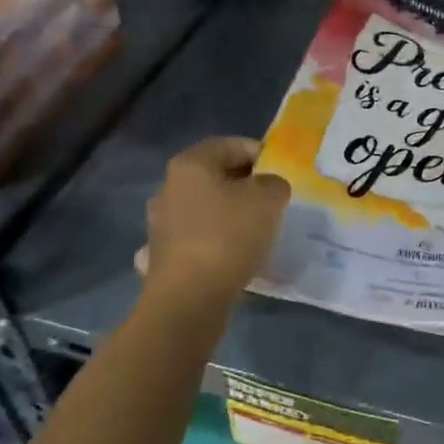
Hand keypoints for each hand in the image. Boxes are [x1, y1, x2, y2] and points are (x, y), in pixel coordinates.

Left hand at [143, 137, 290, 304]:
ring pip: (206, 208)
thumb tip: (268, 188)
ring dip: (230, 214)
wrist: (189, 298)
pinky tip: (234, 255)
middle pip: (215, 176)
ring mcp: (162, 223)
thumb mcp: (268, 199)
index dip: (259, 153)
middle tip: (274, 200)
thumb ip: (274, 183)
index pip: (229, 145)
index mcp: (190, 165)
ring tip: (259, 229)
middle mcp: (169, 188)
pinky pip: (199, 238)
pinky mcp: (164, 255)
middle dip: (245, 185)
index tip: (281, 171)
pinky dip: (217, 241)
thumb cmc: (228, 236)